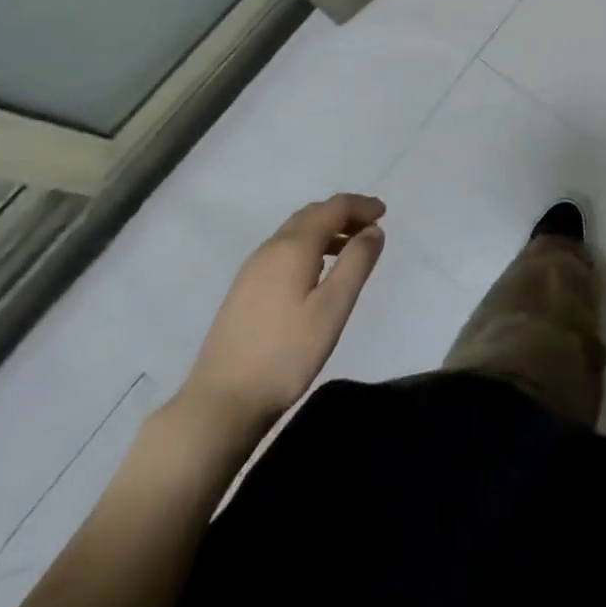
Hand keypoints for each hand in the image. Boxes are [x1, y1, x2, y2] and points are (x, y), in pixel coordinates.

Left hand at [174, 193, 385, 436]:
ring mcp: (252, 268)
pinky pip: (283, 249)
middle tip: (370, 227)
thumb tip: (373, 230)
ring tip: (349, 248)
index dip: (361, 205)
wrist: (221, 401)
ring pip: (295, 231)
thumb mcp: (333, 308)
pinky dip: (308, 245)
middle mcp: (270, 248)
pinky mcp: (243, 289)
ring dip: (325, 229)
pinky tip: (316, 271)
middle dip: (344, 213)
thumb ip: (356, 263)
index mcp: (293, 247)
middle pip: (312, 214)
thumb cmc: (286, 354)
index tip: (384, 213)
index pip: (333, 207)